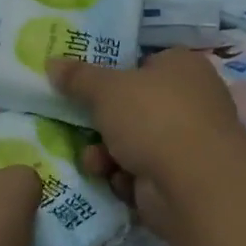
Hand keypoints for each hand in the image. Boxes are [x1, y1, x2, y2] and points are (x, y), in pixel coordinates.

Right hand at [47, 50, 245, 236]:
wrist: (194, 183)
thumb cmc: (154, 117)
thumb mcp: (106, 89)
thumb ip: (78, 77)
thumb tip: (51, 62)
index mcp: (182, 66)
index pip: (145, 63)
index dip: (115, 74)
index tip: (85, 87)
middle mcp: (191, 100)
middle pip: (135, 107)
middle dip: (104, 124)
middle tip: (79, 127)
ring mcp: (189, 142)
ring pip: (134, 143)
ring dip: (108, 154)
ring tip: (95, 162)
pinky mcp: (182, 179)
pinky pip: (143, 173)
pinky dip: (126, 178)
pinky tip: (117, 181)